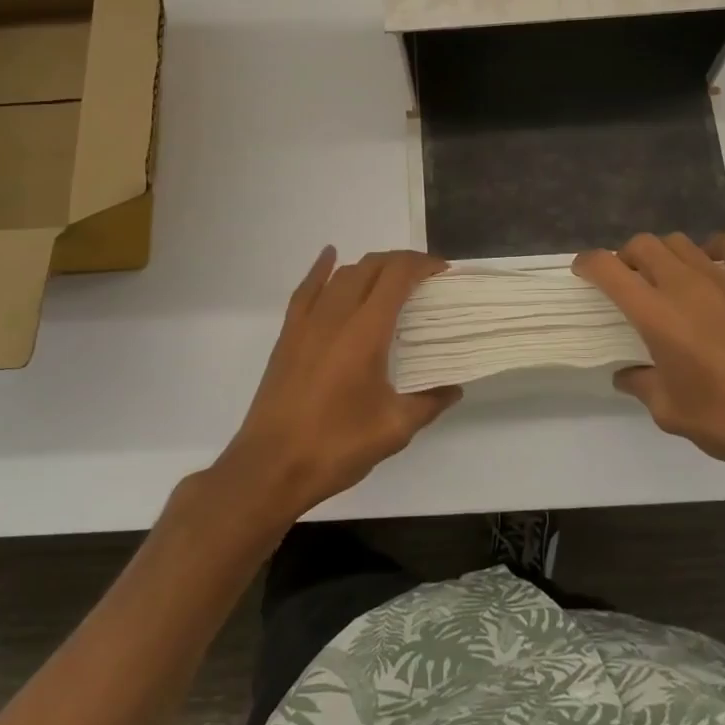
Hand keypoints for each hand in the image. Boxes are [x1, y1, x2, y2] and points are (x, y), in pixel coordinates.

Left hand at [216, 247, 460, 519]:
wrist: (270, 467)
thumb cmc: (336, 446)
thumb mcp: (394, 429)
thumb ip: (428, 403)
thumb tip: (454, 389)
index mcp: (366, 332)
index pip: (397, 276)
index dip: (422, 264)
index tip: (442, 271)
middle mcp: (336, 316)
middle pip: (371, 267)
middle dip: (401, 262)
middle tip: (424, 277)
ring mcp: (307, 323)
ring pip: (342, 275)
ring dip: (369, 267)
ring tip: (390, 279)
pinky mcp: (288, 335)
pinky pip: (306, 289)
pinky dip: (322, 269)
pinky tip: (330, 257)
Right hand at [573, 232, 724, 500]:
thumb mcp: (670, 412)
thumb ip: (641, 385)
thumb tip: (626, 374)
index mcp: (656, 314)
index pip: (609, 269)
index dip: (589, 264)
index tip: (582, 271)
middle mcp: (685, 284)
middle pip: (643, 244)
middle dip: (626, 257)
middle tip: (628, 283)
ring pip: (680, 241)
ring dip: (664, 254)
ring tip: (668, 279)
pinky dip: (714, 248)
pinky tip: (713, 270)